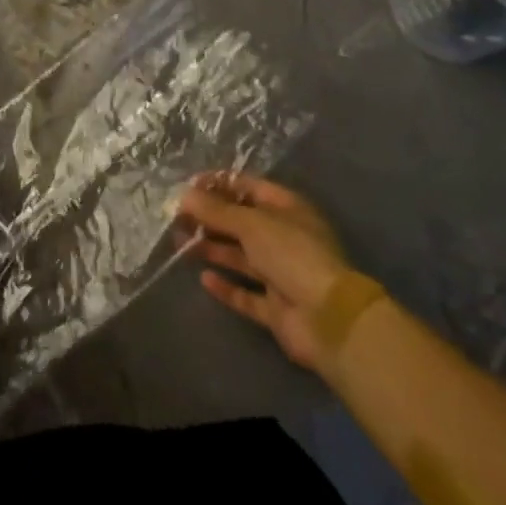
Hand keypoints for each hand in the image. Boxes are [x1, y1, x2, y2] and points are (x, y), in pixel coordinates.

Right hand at [178, 173, 351, 369]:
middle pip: (241, 222)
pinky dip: (226, 286)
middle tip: (177, 219)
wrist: (328, 319)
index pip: (248, 187)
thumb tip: (184, 195)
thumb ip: (216, 210)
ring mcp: (281, 274)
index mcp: (287, 209)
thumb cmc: (292, 255)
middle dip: (210, 219)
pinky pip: (246, 293)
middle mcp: (284, 238)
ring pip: (241, 257)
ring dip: (212, 249)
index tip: (187, 187)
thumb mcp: (251, 224)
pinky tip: (205, 279)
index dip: (218, 184)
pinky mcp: (276, 307)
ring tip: (180, 244)